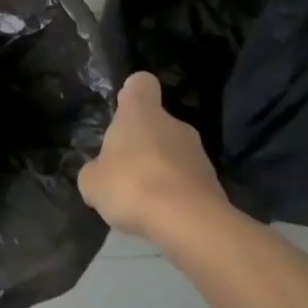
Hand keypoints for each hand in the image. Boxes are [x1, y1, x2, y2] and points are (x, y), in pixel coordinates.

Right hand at [79, 72, 227, 240]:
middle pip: (157, 123)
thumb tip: (100, 173)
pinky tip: (162, 214)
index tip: (123, 106)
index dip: (132, 92)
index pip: (141, 84)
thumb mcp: (92, 181)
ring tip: (143, 198)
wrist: (189, 223)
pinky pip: (187, 181)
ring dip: (159, 168)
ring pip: (173, 153)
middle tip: (124, 168)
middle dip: (142, 141)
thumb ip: (95, 170)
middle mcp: (174, 125)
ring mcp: (199, 154)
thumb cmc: (131, 185)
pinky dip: (175, 193)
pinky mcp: (214, 185)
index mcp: (141, 113)